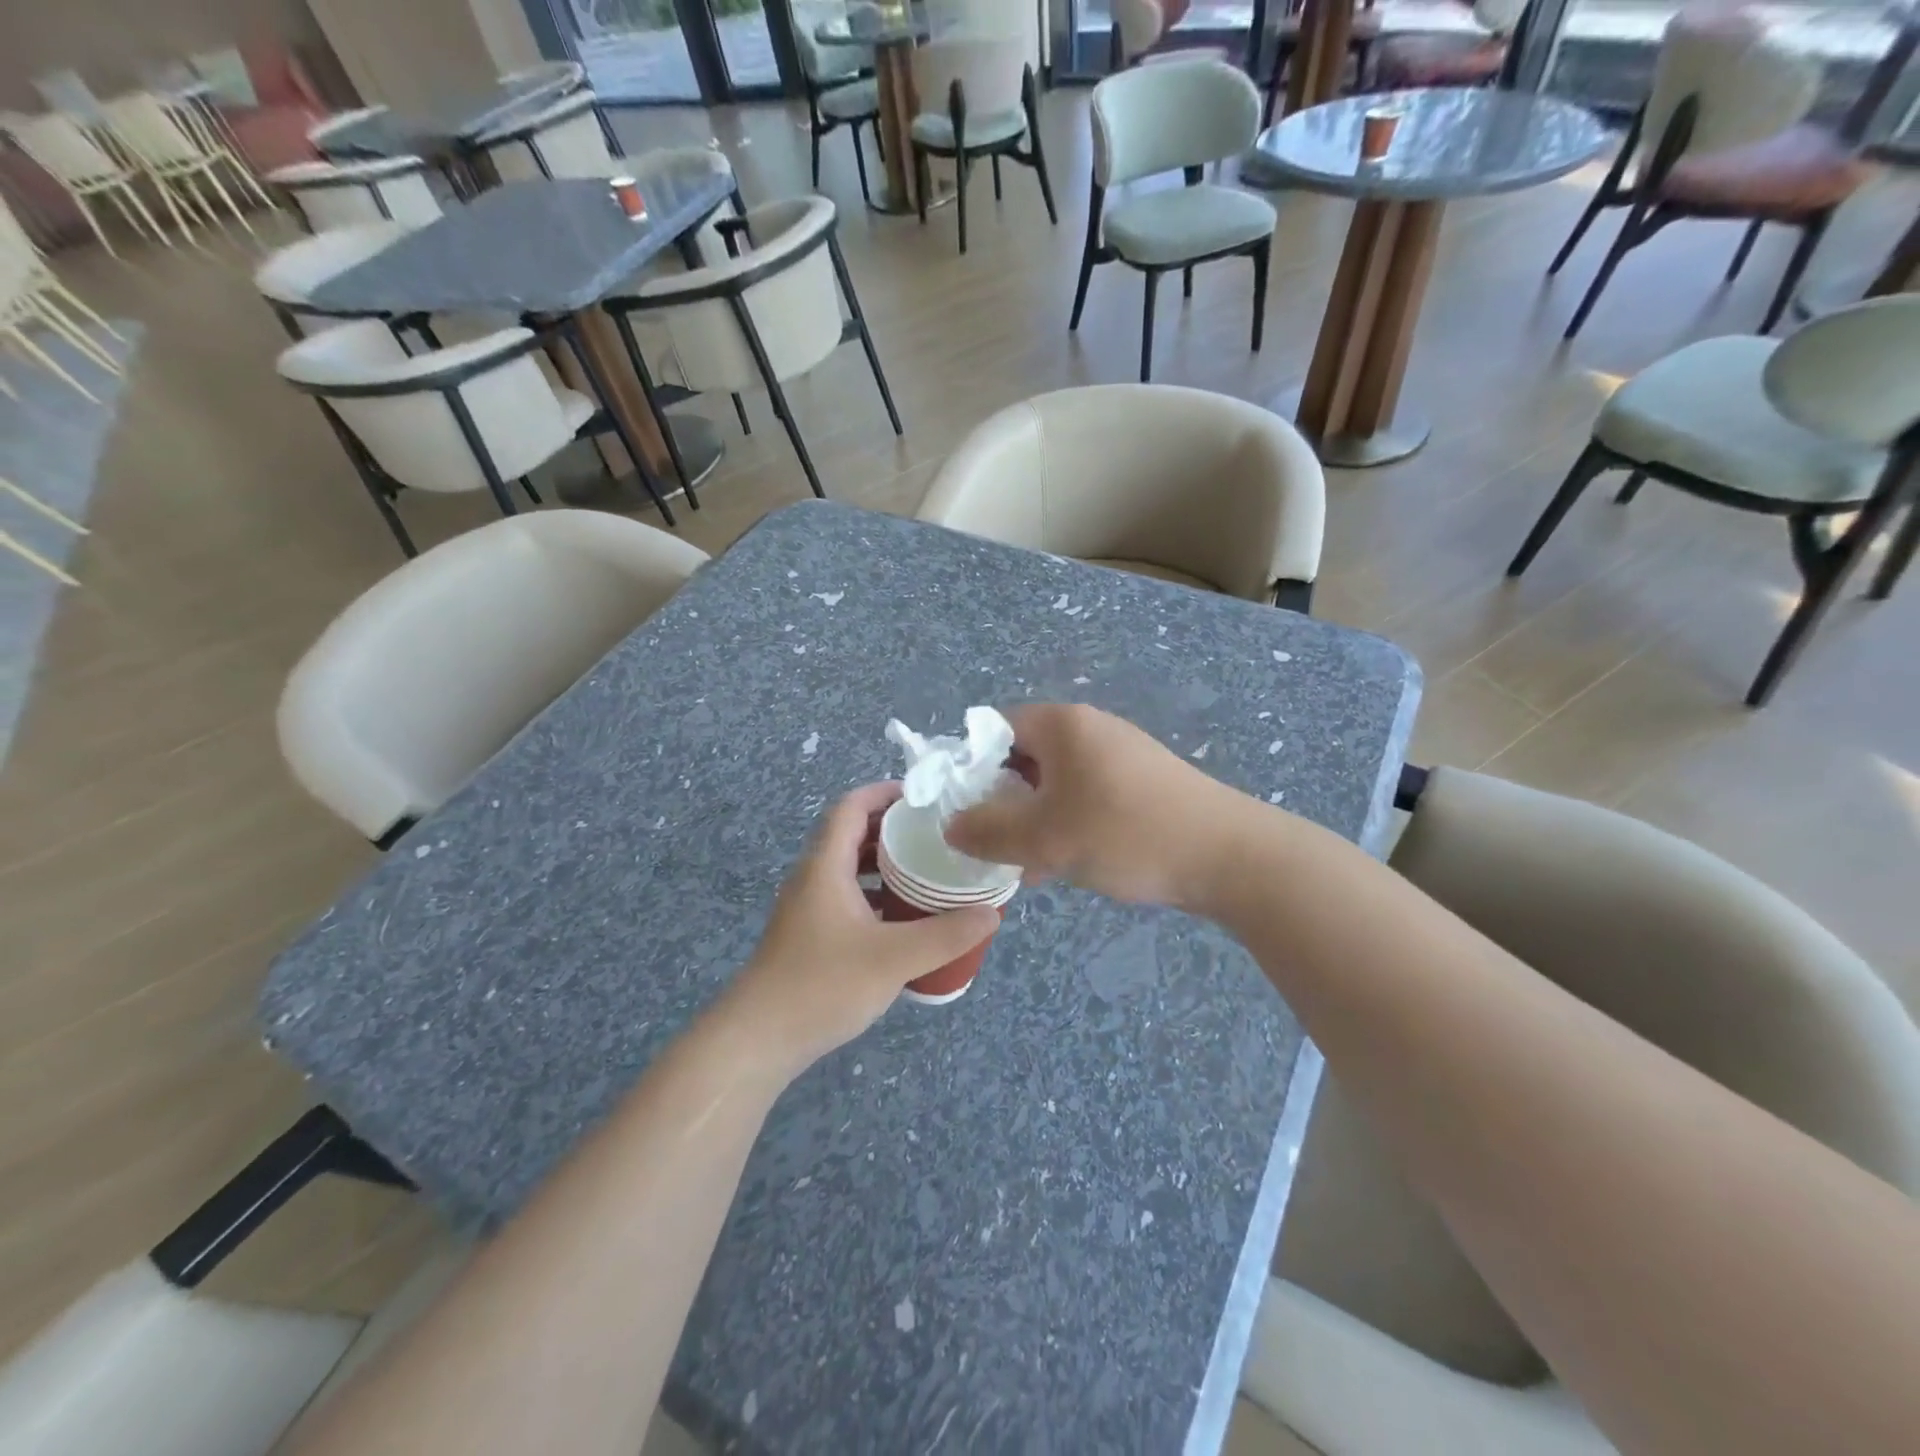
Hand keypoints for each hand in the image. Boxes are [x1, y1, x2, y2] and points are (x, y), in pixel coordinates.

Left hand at [718, 783, 999, 1078]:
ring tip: (927, 872)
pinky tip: (903, 919)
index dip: (884, 793)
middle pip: (852, 834)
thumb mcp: (894, 959)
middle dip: (893, 828)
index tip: (925, 798)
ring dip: (885, 864)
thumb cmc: (823, 985)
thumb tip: (990, 913)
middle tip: (937, 835)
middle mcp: (813, 878)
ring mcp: (808, 908)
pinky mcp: (810, 935)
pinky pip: (847, 897)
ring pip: (849, 869)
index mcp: (825, 866)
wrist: (758, 1039)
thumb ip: (945, 935)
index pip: (851, 807)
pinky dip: (876, 895)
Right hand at [946, 704, 1244, 909]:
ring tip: (1026, 863)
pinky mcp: (1140, 783)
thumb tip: (951, 825)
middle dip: (1002, 801)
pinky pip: (1085, 796)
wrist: (1228, 856)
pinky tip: (1066, 864)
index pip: (994, 729)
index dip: (970, 767)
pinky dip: (1067, 823)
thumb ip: (988, 832)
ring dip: (1034, 819)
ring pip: (1054, 782)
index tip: (963, 810)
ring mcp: (1119, 755)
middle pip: (1023, 756)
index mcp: (1062, 725)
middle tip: (992, 842)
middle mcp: (1089, 729)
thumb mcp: (1045, 839)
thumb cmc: (1126, 834)